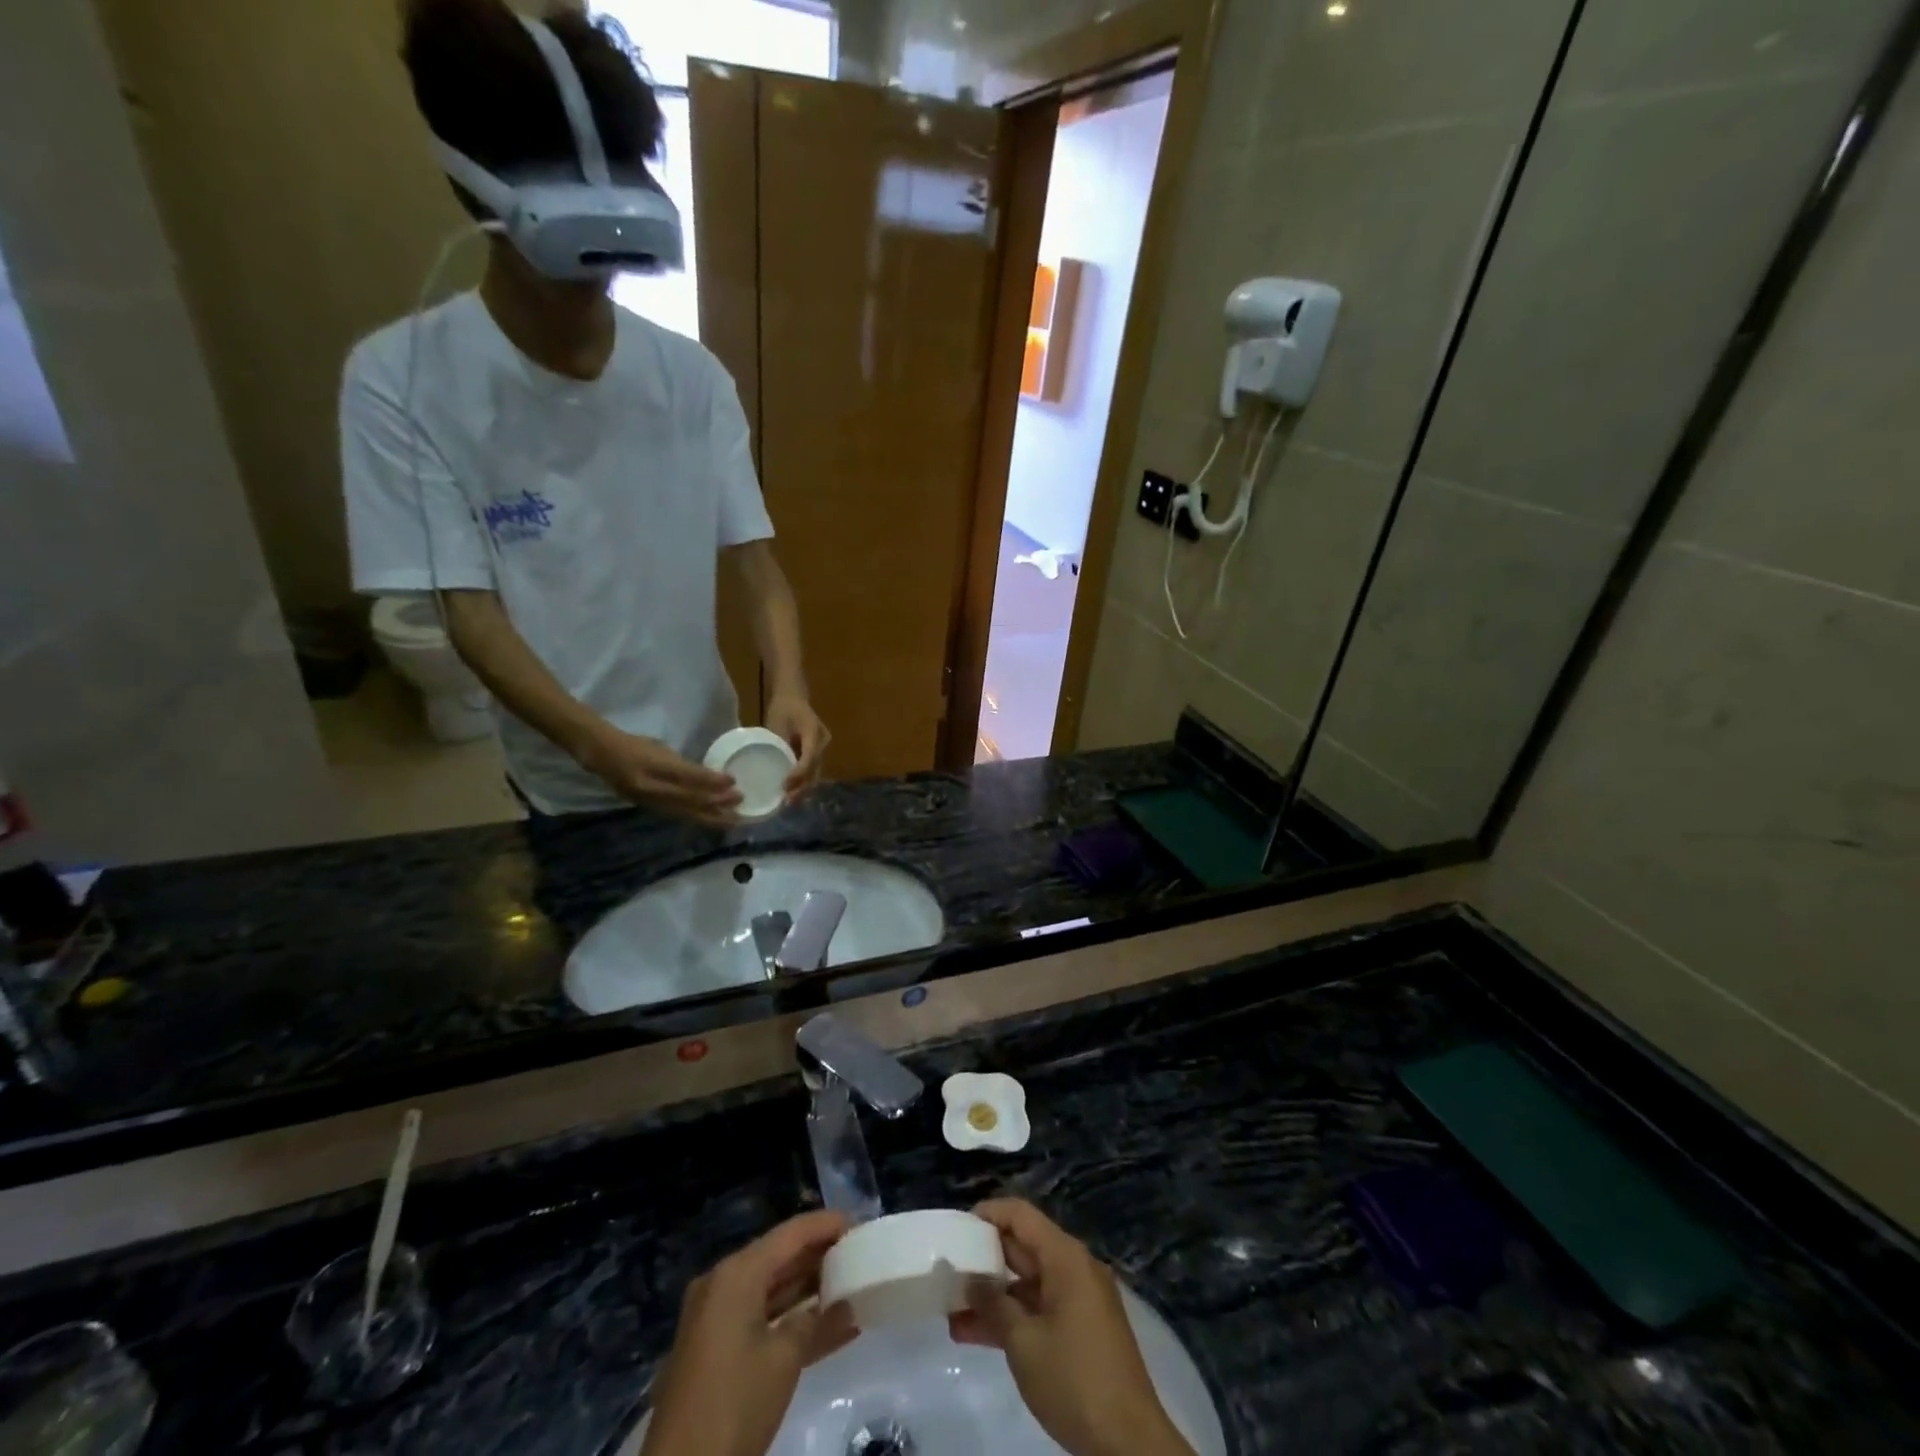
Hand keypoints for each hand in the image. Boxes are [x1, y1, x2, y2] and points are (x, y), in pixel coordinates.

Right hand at [574, 727, 741, 823]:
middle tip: (741, 801)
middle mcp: (651, 787)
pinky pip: (678, 816)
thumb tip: (710, 776)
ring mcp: (649, 801)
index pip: (688, 776)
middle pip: (689, 799)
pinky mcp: (649, 809)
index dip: (712, 780)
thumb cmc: (635, 745)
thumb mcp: (661, 748)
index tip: (733, 781)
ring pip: (685, 812)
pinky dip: (697, 818)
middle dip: (717, 802)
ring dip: (711, 816)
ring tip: (733, 818)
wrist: (602, 756)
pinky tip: (712, 820)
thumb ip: (683, 765)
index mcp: (654, 766)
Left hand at [641, 1211, 855, 1455]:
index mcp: (736, 1273)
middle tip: (860, 1255)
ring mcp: (717, 1319)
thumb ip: (816, 1321)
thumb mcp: (784, 1359)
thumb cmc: (734, 1403)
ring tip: (853, 1286)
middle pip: (780, 1258)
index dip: (827, 1225)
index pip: (791, 1233)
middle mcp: (723, 1284)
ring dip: (810, 1292)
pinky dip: (792, 1322)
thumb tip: (843, 1305)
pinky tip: (833, 1329)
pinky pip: (761, 1320)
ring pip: (772, 1290)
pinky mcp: (717, 1350)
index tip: (861, 1225)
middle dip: (820, 1257)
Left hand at [764, 693, 829, 797]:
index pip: (809, 757)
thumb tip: (772, 770)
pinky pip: (813, 768)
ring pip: (816, 771)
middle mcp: (822, 741)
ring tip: (789, 801)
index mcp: (813, 731)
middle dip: (802, 786)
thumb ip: (778, 745)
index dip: (799, 774)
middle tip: (787, 802)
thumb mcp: (776, 725)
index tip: (785, 786)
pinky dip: (804, 780)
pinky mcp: (818, 751)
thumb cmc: (782, 708)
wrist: (793, 697)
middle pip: (815, 768)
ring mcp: (822, 746)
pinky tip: (792, 791)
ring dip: (804, 787)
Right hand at [950, 1200, 1194, 1455]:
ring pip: (1028, 1284)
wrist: (1130, 1444)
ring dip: (993, 1297)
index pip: (1021, 1215)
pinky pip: (1040, 1308)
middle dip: (984, 1260)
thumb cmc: (1074, 1379)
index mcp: (1066, 1257)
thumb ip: (993, 1304)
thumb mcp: (1024, 1342)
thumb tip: (970, 1280)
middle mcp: (1074, 1268)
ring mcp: (1079, 1300)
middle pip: (1023, 1247)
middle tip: (948, 1272)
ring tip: (951, 1313)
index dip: (988, 1214)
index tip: (956, 1230)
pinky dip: (1012, 1317)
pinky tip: (975, 1334)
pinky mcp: (1080, 1330)